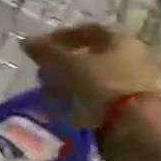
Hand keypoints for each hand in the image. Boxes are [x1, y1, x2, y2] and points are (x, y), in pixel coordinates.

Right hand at [22, 23, 160, 126]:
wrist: (134, 131)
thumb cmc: (102, 87)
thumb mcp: (69, 66)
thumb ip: (47, 52)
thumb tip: (27, 42)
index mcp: (120, 40)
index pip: (86, 30)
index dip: (59, 37)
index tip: (39, 49)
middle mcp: (131, 57)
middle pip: (90, 56)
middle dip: (62, 64)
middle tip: (42, 74)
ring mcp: (132, 85)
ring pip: (93, 80)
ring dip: (68, 85)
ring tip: (49, 95)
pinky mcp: (129, 109)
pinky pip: (99, 100)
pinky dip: (80, 102)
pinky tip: (64, 111)